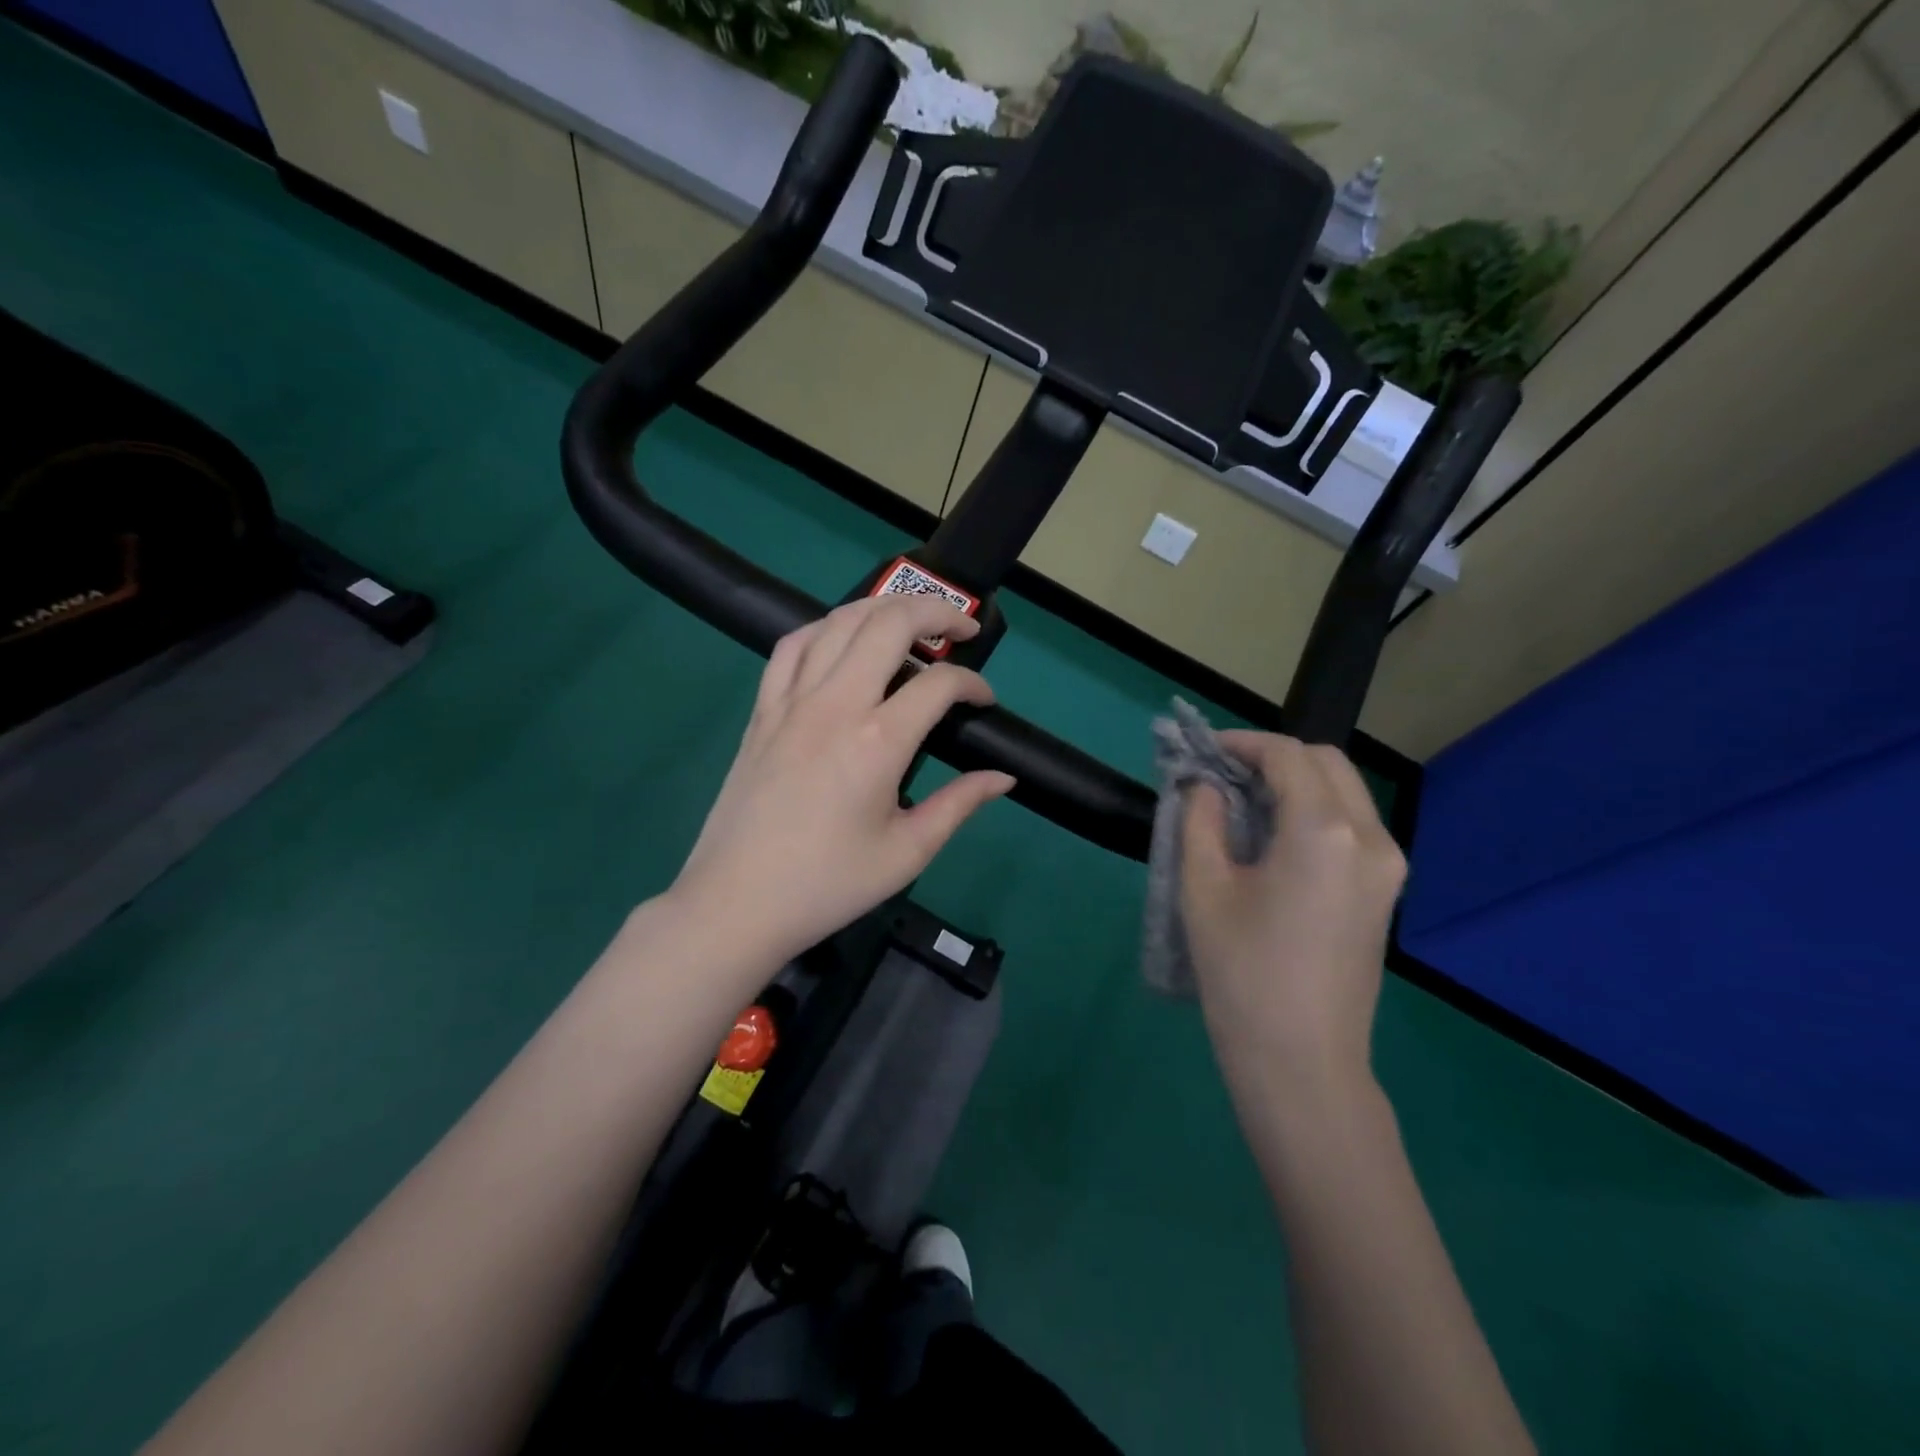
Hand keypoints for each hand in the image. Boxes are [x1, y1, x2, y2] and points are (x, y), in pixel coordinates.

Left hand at [666, 594, 1015, 968]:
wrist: (737, 902)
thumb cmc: (828, 884)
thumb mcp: (907, 852)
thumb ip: (960, 805)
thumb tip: (1004, 778)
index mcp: (878, 741)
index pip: (939, 684)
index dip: (973, 685)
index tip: (984, 702)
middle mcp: (835, 704)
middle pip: (890, 623)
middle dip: (936, 611)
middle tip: (961, 629)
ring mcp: (791, 701)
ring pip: (839, 621)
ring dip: (883, 608)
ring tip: (910, 621)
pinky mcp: (762, 710)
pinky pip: (792, 646)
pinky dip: (824, 628)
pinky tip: (841, 640)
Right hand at [1182, 733, 1406, 1099]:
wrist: (1301, 1061)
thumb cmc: (1242, 973)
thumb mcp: (1203, 889)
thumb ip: (1200, 820)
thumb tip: (1202, 785)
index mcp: (1323, 831)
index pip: (1287, 755)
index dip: (1241, 743)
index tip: (1203, 752)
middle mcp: (1369, 837)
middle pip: (1326, 762)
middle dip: (1273, 757)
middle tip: (1222, 775)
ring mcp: (1387, 866)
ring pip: (1344, 791)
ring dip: (1296, 782)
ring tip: (1242, 803)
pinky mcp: (1385, 891)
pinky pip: (1352, 825)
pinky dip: (1314, 810)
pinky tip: (1274, 836)